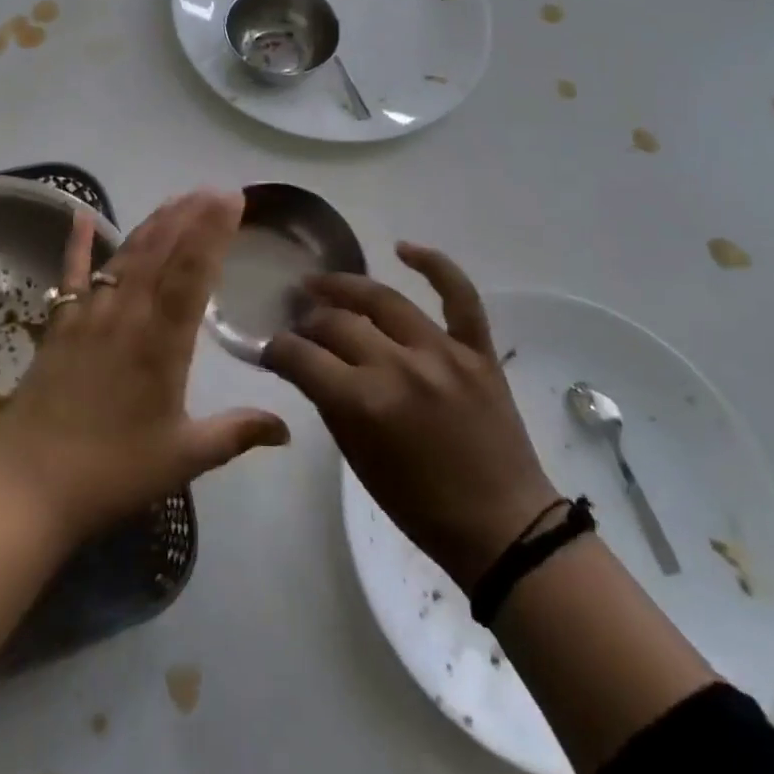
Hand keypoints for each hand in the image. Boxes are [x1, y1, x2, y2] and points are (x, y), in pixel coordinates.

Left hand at [0, 190, 290, 543]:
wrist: (30, 489)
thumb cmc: (113, 473)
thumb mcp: (184, 457)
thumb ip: (237, 434)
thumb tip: (288, 429)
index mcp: (161, 345)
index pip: (192, 274)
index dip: (213, 232)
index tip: (231, 200)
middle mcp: (126, 318)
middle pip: (160, 254)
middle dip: (189, 216)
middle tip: (212, 189)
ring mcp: (88, 318)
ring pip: (125, 258)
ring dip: (152, 224)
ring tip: (176, 198)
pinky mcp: (59, 327)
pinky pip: (71, 277)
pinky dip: (78, 244)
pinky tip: (83, 215)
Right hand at [262, 243, 556, 592]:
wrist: (502, 525)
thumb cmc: (420, 505)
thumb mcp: (358, 460)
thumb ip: (329, 403)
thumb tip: (306, 364)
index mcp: (364, 402)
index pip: (301, 356)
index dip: (277, 348)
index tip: (271, 348)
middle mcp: (398, 366)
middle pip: (337, 323)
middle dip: (308, 322)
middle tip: (299, 323)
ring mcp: (442, 352)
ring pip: (383, 299)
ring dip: (345, 286)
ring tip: (322, 283)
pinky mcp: (478, 349)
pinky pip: (459, 295)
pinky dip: (434, 265)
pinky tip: (404, 248)